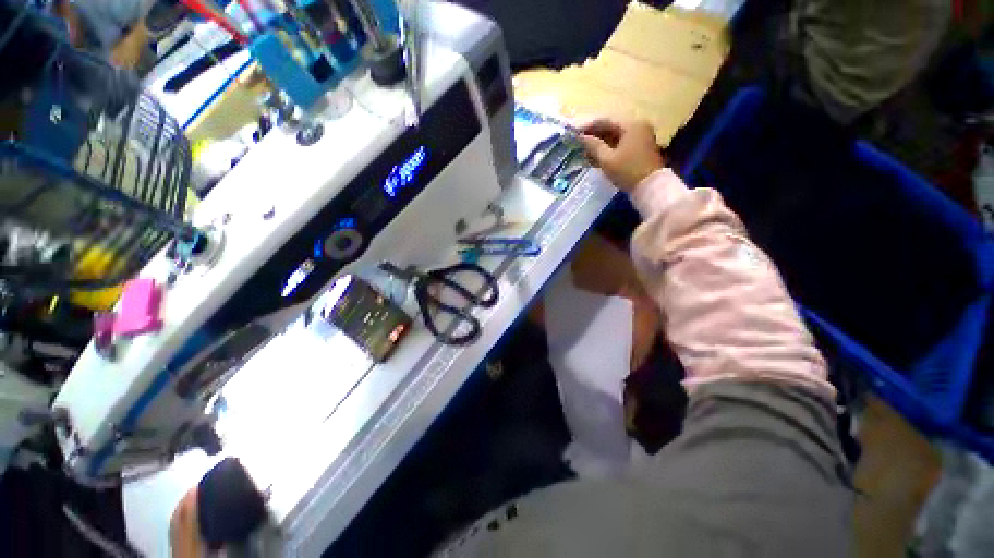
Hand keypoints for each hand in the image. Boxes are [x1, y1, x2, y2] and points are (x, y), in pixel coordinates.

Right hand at [577, 118, 664, 191]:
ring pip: (616, 136)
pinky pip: (622, 143)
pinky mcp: (641, 148)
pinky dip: (609, 148)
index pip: (605, 120)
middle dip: (594, 135)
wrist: (650, 187)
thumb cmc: (627, 171)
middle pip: (611, 127)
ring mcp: (641, 137)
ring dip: (600, 143)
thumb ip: (593, 146)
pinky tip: (597, 155)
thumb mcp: (607, 159)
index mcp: (631, 124)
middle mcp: (638, 126)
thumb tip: (581, 137)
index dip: (588, 126)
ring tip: (585, 150)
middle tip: (578, 142)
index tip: (574, 133)